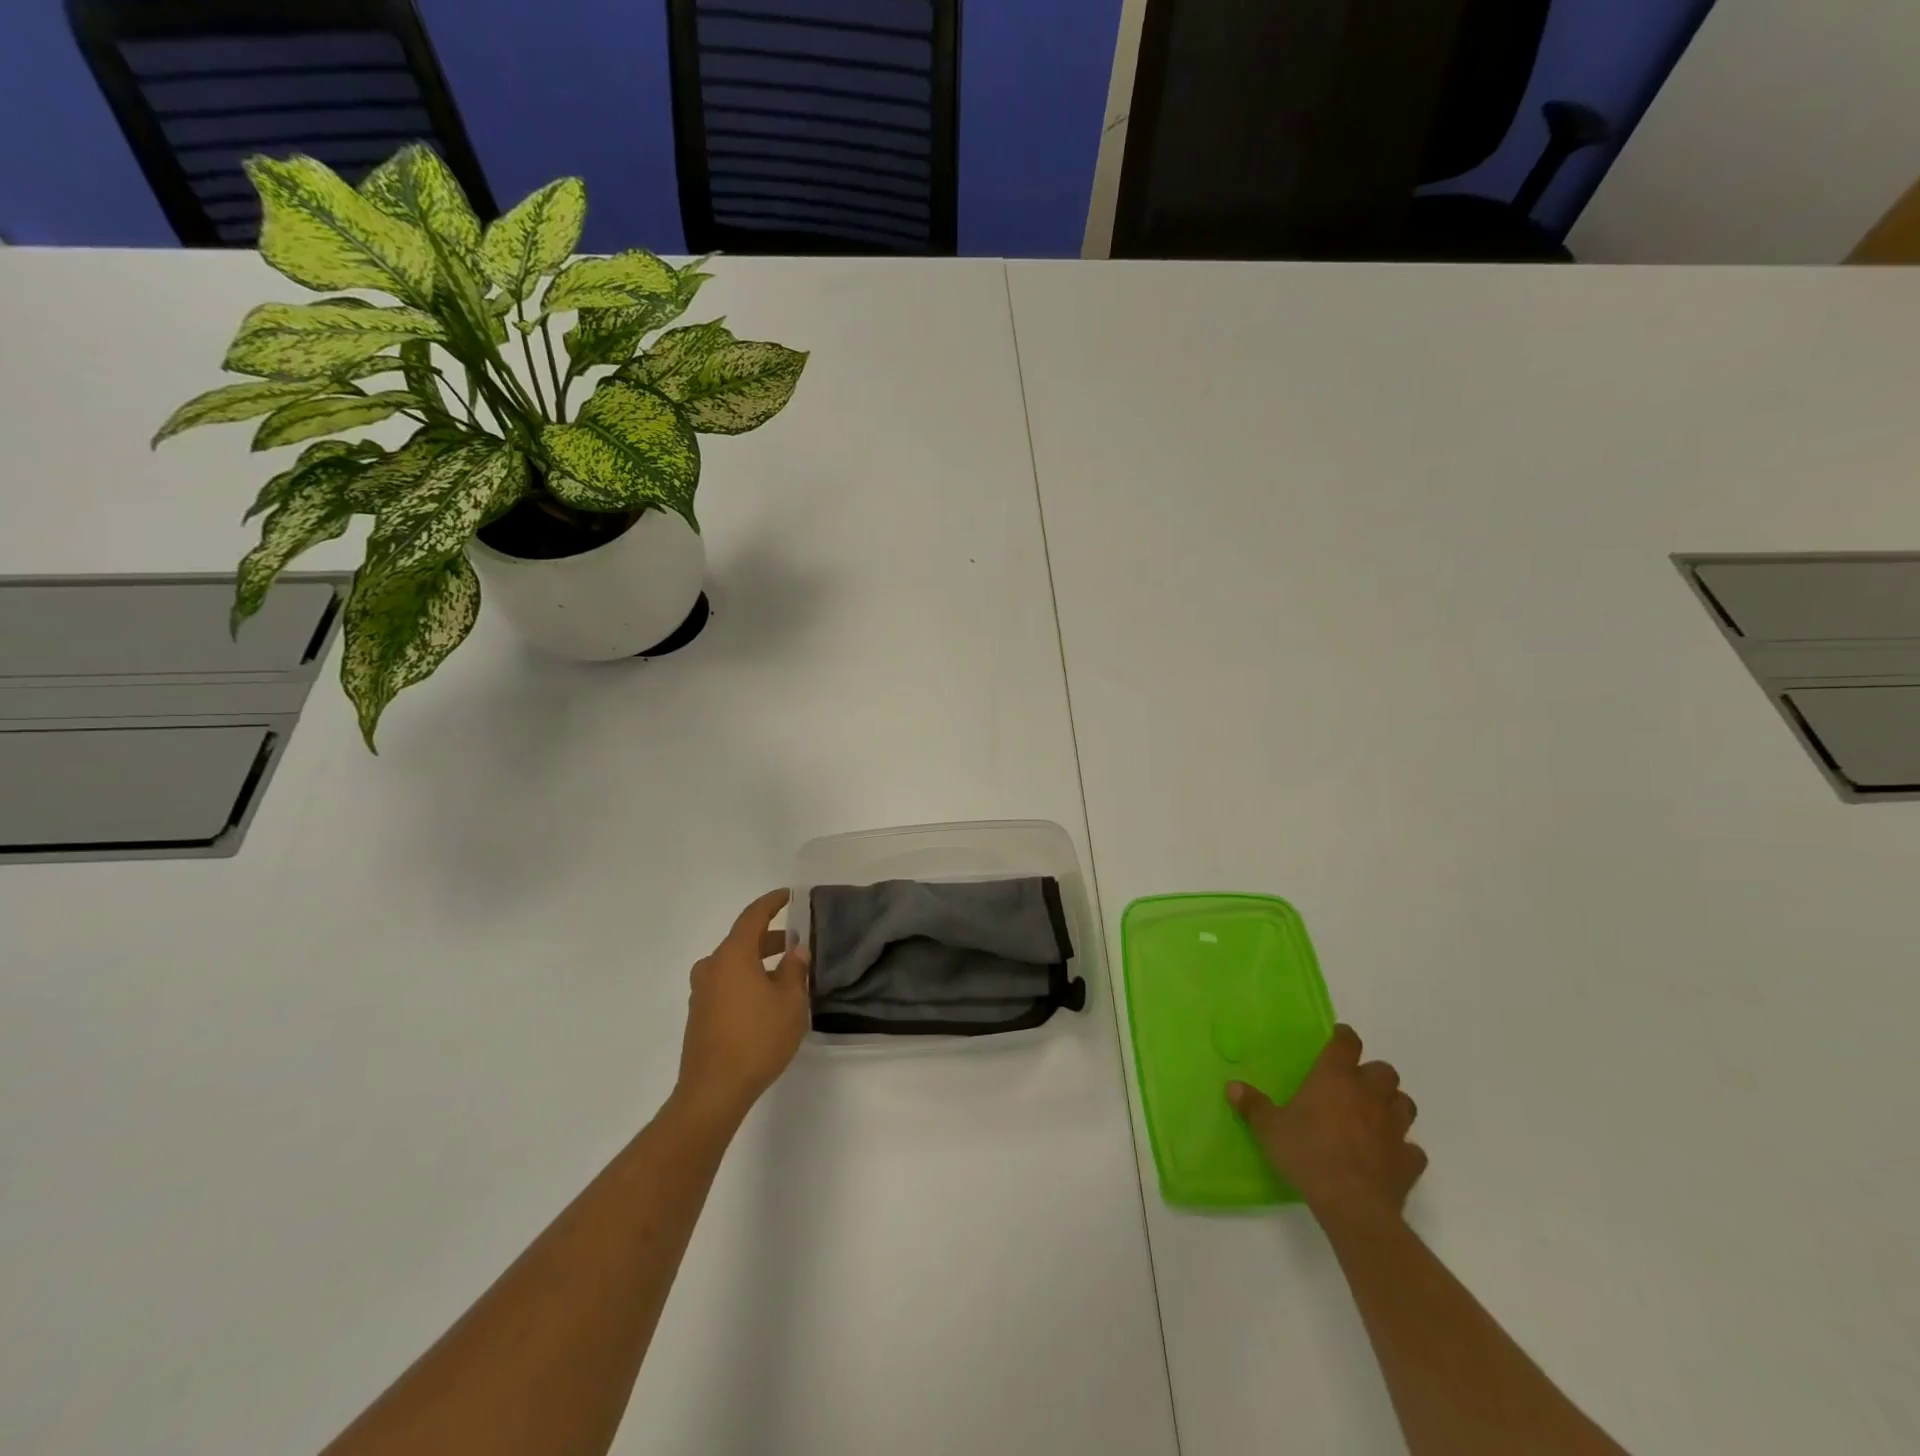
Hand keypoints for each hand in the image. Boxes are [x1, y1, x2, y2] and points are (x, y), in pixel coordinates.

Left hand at [674, 889, 810, 1127]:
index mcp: (733, 956)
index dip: (772, 902)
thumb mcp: (790, 1003)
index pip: (753, 916)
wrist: (713, 1090)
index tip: (790, 895)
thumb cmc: (757, 1039)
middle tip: (797, 944)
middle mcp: (712, 967)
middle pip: (742, 940)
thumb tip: (796, 951)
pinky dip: (746, 980)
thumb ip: (794, 971)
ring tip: (785, 974)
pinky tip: (765, 999)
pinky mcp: (699, 1014)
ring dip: (758, 962)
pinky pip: (726, 983)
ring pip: (733, 964)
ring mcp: (701, 991)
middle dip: (770, 939)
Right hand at [1227, 1024, 1425, 1232]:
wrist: (1352, 1204)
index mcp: (1335, 1077)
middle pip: (1384, 1071)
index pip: (1347, 1043)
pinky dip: (1403, 1149)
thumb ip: (1253, 1105)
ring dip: (1393, 1105)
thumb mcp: (1269, 1128)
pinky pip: (1412, 1148)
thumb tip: (1232, 1086)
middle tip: (1355, 1085)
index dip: (1344, 1037)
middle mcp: (1369, 1094)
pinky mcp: (1409, 1160)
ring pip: (1405, 1104)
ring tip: (1376, 1115)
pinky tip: (1388, 1155)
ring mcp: (1394, 1127)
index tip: (1338, 1038)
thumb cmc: (1307, 1153)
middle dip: (1373, 1074)